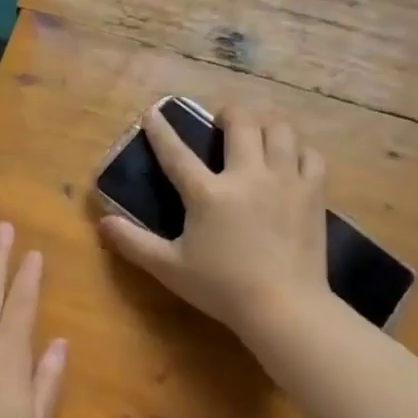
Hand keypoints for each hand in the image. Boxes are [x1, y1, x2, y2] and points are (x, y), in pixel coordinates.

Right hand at [101, 103, 329, 340]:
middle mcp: (247, 175)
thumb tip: (103, 223)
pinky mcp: (313, 192)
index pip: (177, 153)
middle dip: (229, 114)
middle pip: (241, 123)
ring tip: (258, 135)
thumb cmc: (221, 288)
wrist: (284, 305)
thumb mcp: (169, 268)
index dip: (161, 131)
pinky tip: (292, 161)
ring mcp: (284, 180)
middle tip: (222, 122)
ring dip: (266, 125)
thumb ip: (134, 243)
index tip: (153, 112)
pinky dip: (299, 151)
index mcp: (207, 194)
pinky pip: (311, 155)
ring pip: (280, 130)